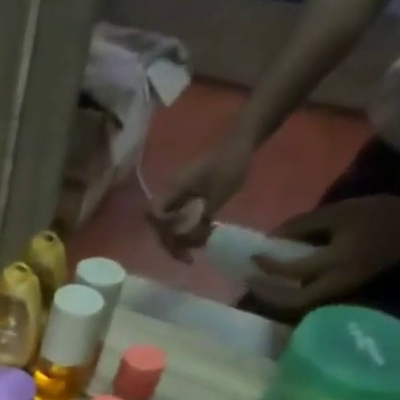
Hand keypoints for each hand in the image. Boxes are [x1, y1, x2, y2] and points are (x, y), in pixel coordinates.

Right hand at [148, 136, 253, 258]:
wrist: (242, 142)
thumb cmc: (230, 164)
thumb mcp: (218, 194)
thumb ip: (201, 218)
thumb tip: (187, 240)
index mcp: (174, 190)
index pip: (157, 218)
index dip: (165, 234)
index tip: (181, 246)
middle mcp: (171, 194)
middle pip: (161, 225)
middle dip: (173, 243)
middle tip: (188, 257)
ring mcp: (178, 196)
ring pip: (170, 224)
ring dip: (180, 239)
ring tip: (197, 248)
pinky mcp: (187, 197)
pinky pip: (180, 218)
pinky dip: (187, 230)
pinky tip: (202, 236)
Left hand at [248, 194, 399, 311]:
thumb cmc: (381, 214)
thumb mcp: (340, 212)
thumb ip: (304, 225)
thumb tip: (271, 237)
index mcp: (338, 261)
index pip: (294, 270)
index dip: (269, 265)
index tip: (252, 256)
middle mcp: (337, 283)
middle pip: (293, 301)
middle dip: (268, 295)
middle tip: (249, 281)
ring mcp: (341, 290)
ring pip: (301, 303)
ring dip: (278, 296)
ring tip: (259, 282)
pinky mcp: (343, 289)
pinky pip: (311, 297)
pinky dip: (292, 292)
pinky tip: (281, 281)